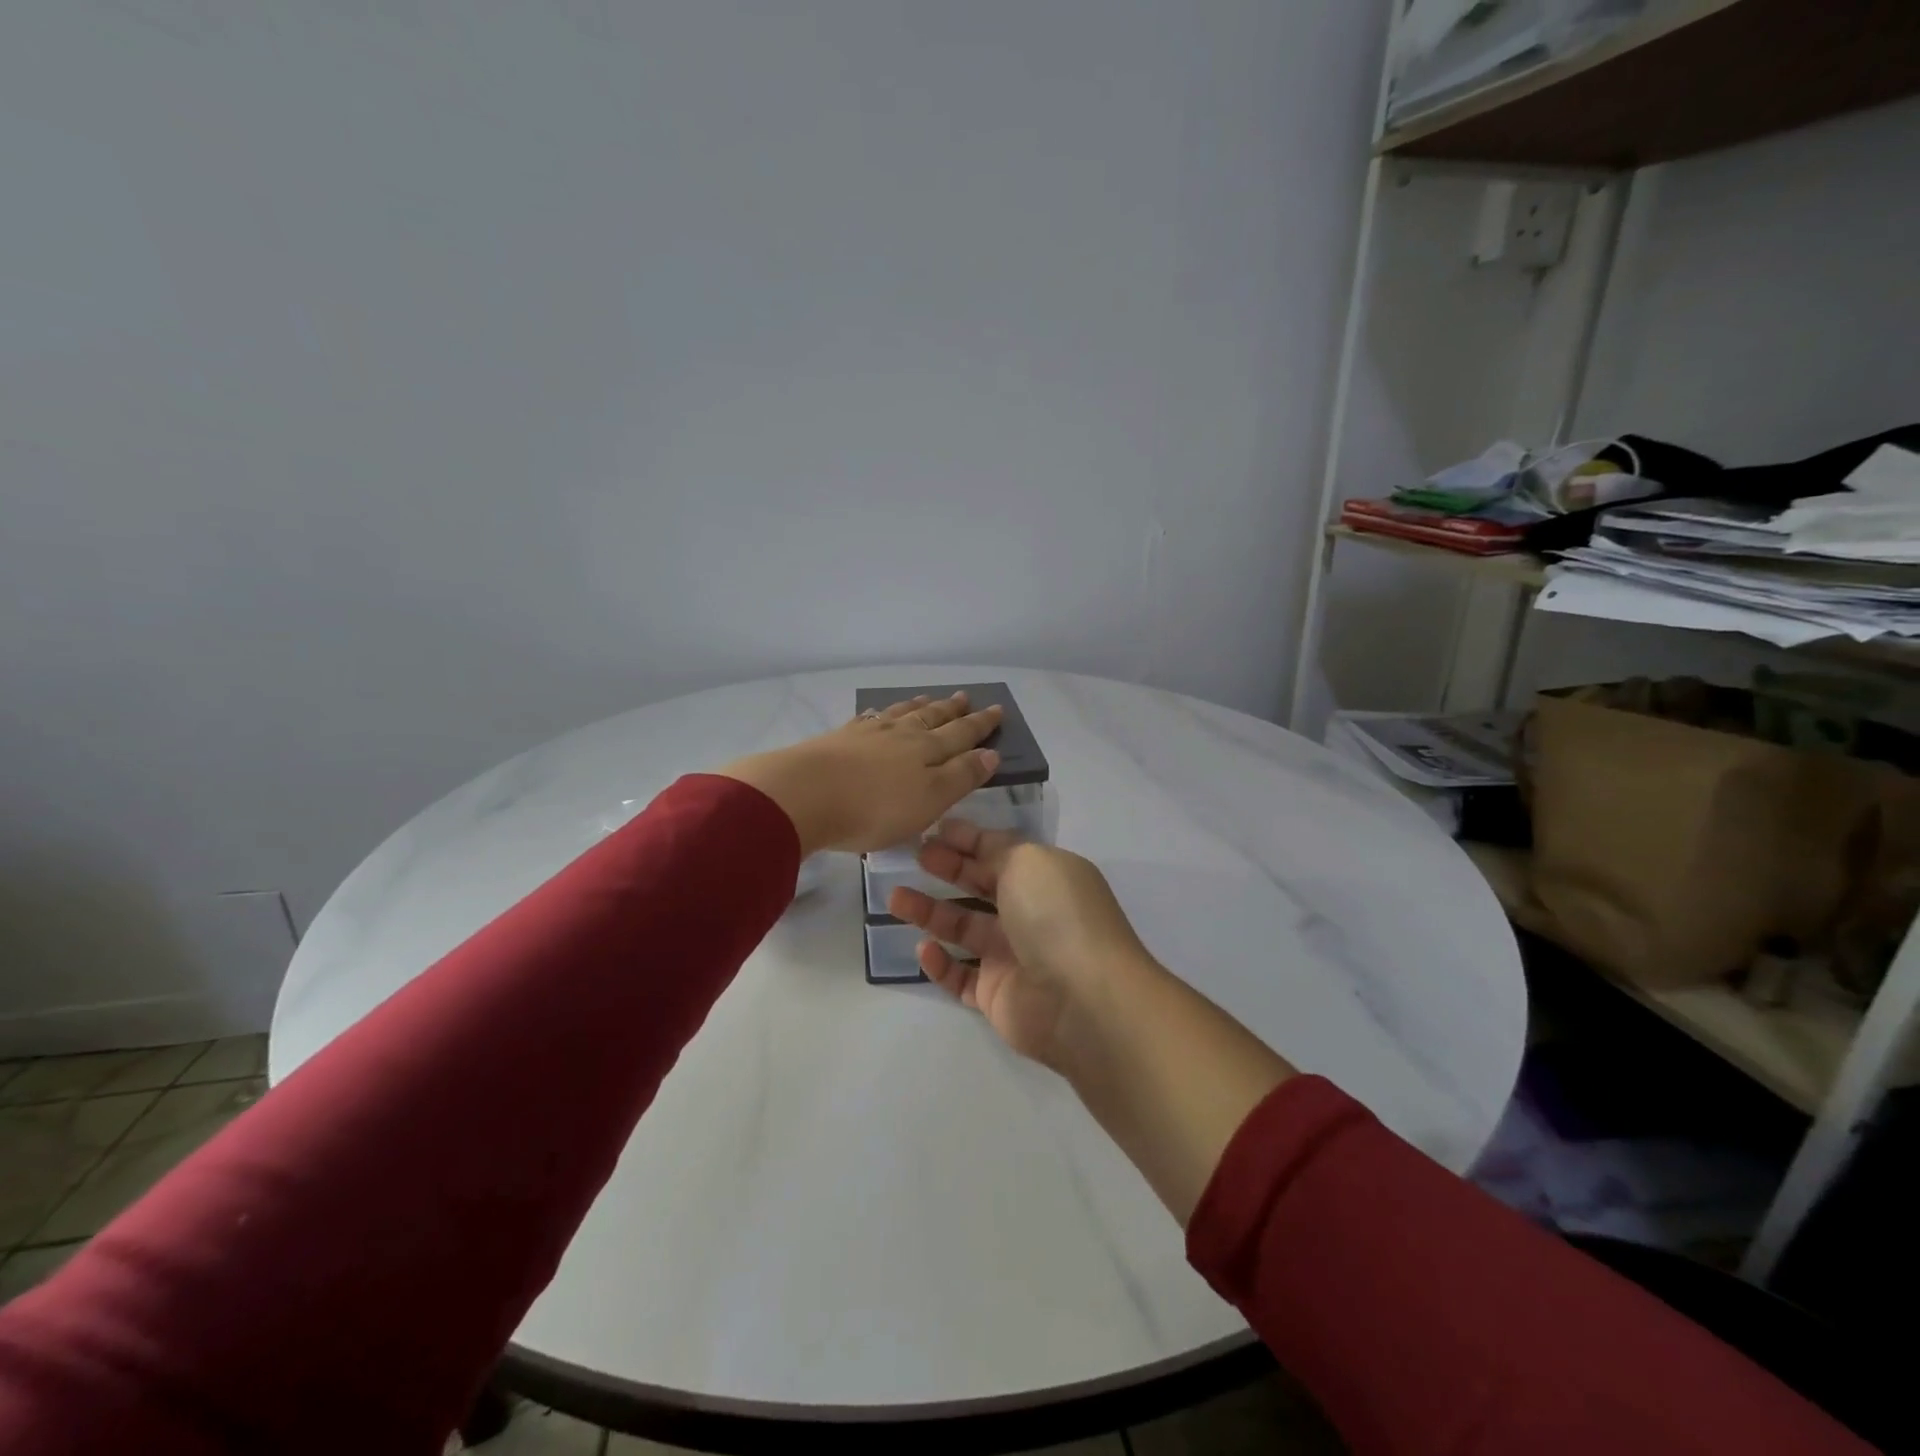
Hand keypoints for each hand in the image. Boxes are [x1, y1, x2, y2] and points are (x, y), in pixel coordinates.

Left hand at [719, 692, 1002, 855]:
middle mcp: (900, 735)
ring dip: (918, 707)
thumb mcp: (929, 800)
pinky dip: (879, 715)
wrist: (804, 795)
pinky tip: (877, 713)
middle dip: (952, 710)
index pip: (961, 734)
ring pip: (900, 714)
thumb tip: (990, 754)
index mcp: (927, 750)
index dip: (980, 725)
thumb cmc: (874, 807)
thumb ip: (961, 776)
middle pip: (932, 718)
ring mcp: (867, 734)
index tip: (997, 710)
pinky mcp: (838, 739)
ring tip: (929, 698)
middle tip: (965, 697)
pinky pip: (867, 720)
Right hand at [888, 821, 1154, 1068]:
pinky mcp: (996, 995)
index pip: (1000, 851)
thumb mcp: (1028, 861)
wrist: (1083, 1000)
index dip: (967, 839)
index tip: (932, 830)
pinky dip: (939, 963)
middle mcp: (1029, 913)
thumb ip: (996, 849)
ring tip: (895, 898)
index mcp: (1044, 877)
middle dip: (946, 869)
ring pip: (962, 929)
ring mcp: (1013, 956)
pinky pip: (960, 976)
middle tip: (911, 857)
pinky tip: (923, 948)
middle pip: (979, 886)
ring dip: (930, 912)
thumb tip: (973, 841)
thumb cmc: (1056, 916)